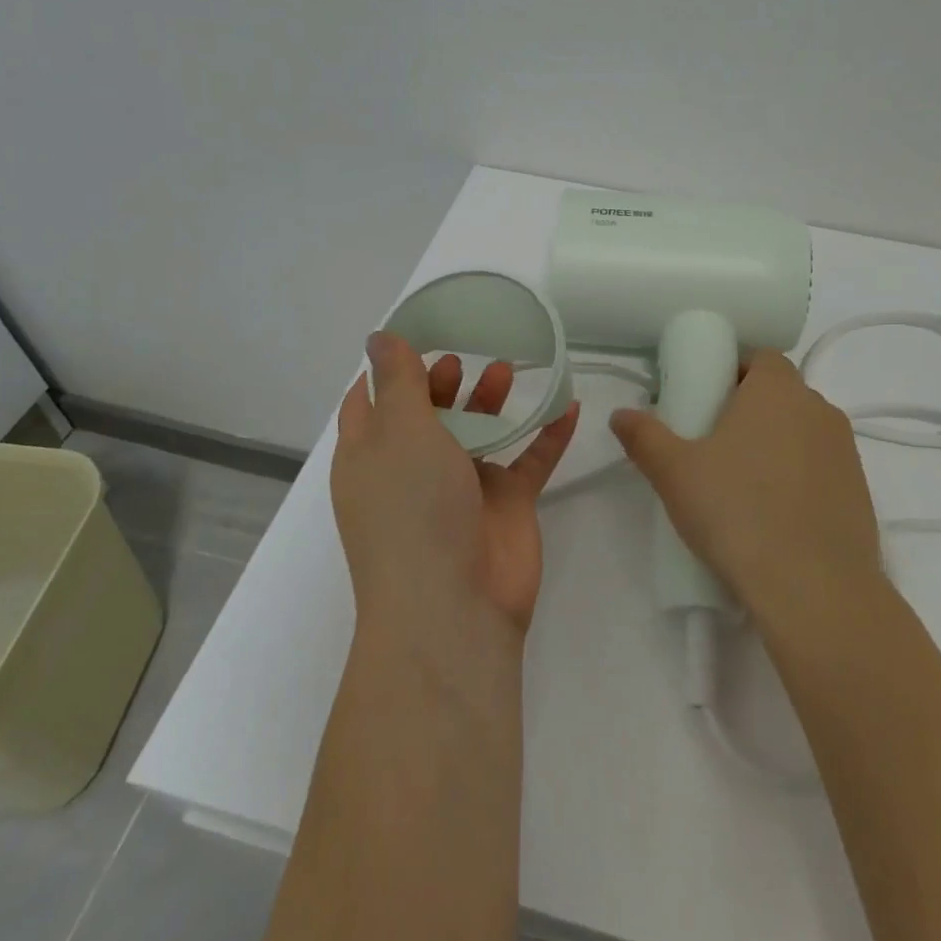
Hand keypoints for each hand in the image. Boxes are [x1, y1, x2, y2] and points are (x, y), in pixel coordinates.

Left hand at [331, 332, 579, 652]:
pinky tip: (569, 405)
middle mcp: (413, 469)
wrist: (453, 607)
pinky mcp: (505, 506)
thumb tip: (379, 337)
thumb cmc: (412, 509)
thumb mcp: (400, 432)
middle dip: (445, 380)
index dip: (389, 368)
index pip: (371, 401)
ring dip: (492, 400)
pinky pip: (530, 461)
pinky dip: (547, 434)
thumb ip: (398, 381)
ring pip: (479, 432)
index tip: (417, 332)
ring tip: (507, 369)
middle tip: (466, 354)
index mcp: (372, 455)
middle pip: (429, 413)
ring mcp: (461, 489)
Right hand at [609, 349, 883, 624]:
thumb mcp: (674, 473)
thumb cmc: (737, 511)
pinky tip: (774, 516)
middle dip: (750, 410)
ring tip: (742, 486)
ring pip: (802, 432)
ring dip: (776, 445)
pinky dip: (799, 479)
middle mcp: (819, 409)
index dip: (733, 373)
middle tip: (714, 446)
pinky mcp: (860, 491)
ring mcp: (846, 451)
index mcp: (778, 389)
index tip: (706, 403)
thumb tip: (620, 415)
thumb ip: (644, 436)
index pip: (760, 358)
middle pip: (781, 394)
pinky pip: (821, 468)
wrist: (814, 588)